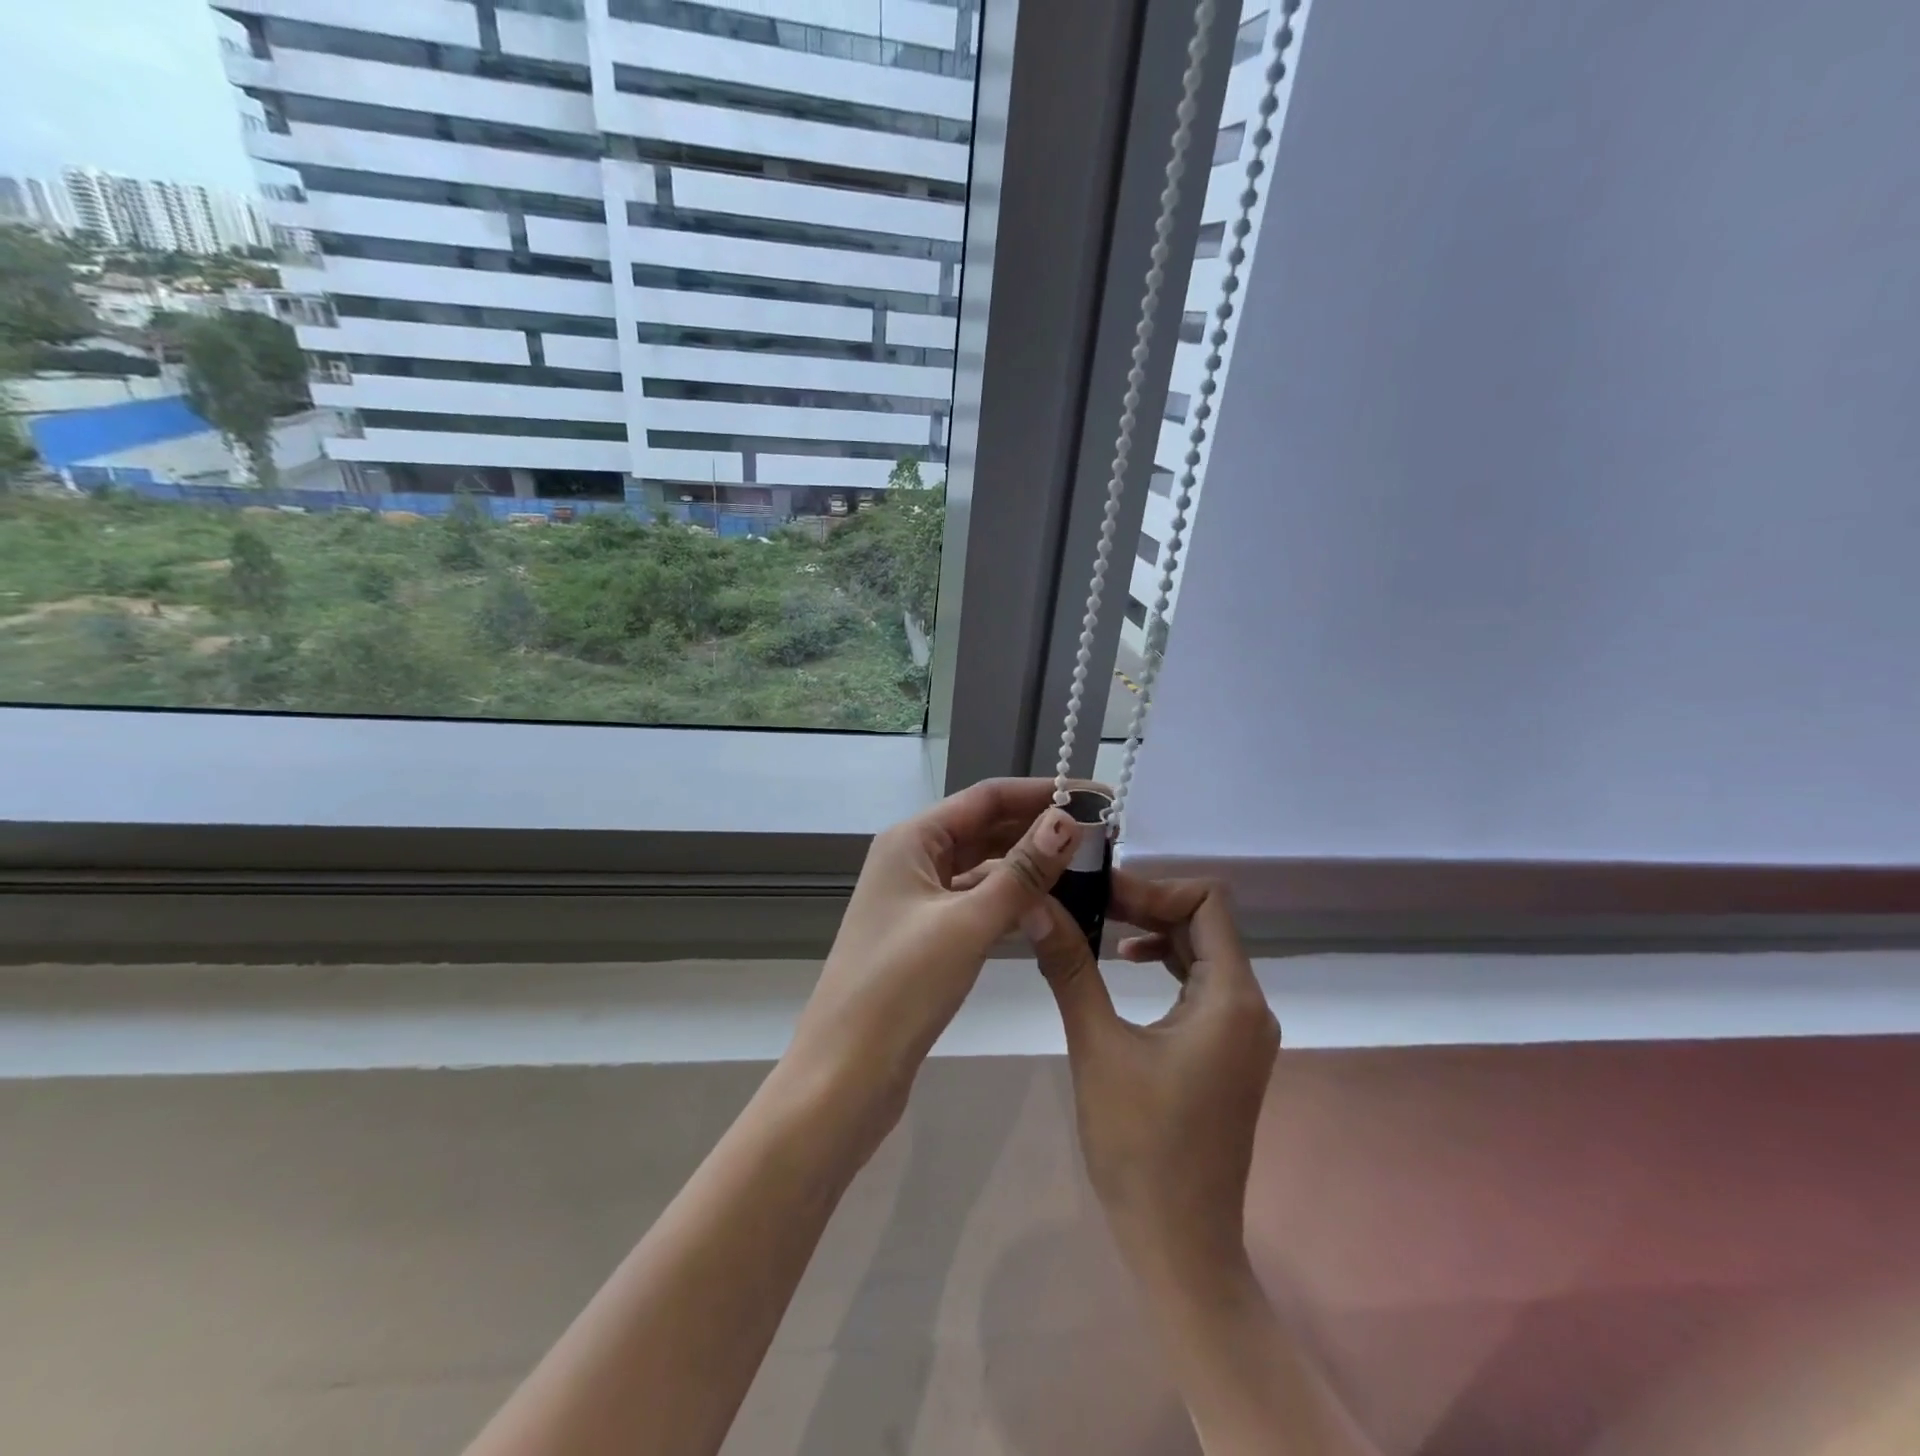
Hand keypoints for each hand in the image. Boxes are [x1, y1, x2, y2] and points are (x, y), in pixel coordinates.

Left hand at [785, 778, 1082, 1152]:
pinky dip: (1011, 901)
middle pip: (984, 828)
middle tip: (1103, 837)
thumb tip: (1066, 820)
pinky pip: (976, 902)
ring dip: (1028, 866)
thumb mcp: (967, 924)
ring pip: (982, 868)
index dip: (1042, 793)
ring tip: (1087, 869)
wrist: (844, 1074)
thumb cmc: (900, 987)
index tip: (1096, 798)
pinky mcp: (926, 936)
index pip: (986, 797)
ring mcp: (917, 899)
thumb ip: (1021, 872)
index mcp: (911, 840)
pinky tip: (1048, 909)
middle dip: (1039, 829)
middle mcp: (912, 859)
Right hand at [1022, 874, 1277, 1287]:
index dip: (1153, 887)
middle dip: (1145, 904)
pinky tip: (1123, 967)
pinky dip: (1163, 963)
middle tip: (1085, 902)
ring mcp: (1242, 1031)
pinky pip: (1199, 984)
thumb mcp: (1097, 1046)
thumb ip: (1070, 968)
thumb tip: (1036, 904)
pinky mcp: (1227, 1050)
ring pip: (1202, 951)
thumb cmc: (1139, 1146)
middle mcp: (1248, 1005)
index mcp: (1231, 998)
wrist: (1179, 1243)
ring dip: (1152, 931)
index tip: (1098, 892)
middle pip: (1203, 923)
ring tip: (1097, 927)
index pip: (1206, 902)